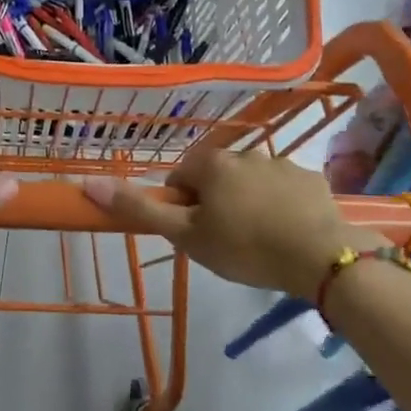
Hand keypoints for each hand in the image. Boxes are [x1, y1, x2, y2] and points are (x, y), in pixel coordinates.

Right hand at [82, 151, 382, 297]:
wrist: (320, 257)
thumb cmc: (244, 247)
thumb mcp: (185, 235)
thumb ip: (139, 209)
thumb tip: (89, 182)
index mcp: (212, 164)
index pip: (179, 177)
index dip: (179, 206)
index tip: (191, 233)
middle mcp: (245, 154)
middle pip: (215, 178)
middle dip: (214, 204)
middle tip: (222, 241)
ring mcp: (282, 164)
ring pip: (251, 183)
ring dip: (247, 203)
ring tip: (258, 241)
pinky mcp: (312, 179)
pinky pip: (284, 190)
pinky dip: (280, 206)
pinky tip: (287, 233)